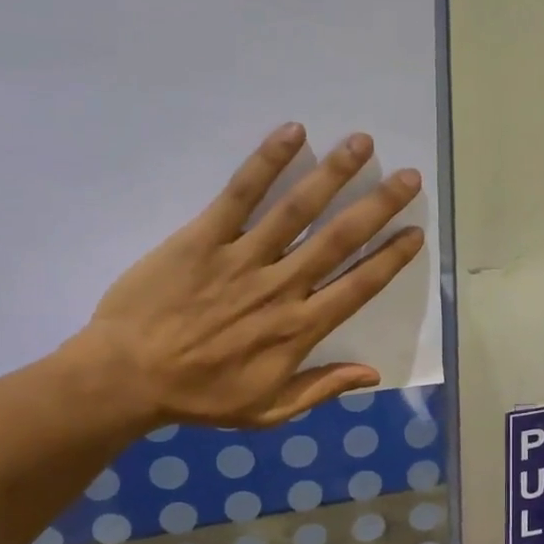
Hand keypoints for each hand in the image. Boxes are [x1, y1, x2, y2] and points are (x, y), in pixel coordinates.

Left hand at [69, 122, 424, 428]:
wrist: (128, 378)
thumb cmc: (200, 397)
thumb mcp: (268, 410)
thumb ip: (321, 388)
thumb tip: (373, 374)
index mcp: (299, 329)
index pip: (358, 287)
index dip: (390, 258)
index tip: (415, 232)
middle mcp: (281, 288)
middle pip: (339, 240)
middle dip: (378, 206)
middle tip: (408, 177)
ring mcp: (242, 259)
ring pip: (297, 210)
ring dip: (333, 174)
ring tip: (362, 143)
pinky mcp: (203, 238)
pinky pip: (239, 195)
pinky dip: (266, 162)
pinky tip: (292, 132)